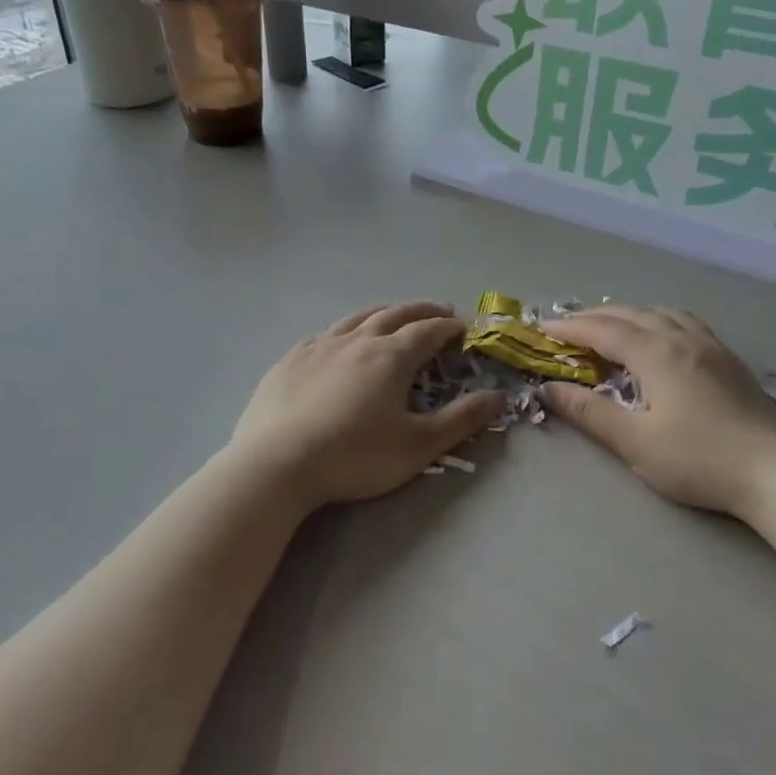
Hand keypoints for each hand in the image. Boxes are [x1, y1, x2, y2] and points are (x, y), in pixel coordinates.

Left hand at [229, 301, 505, 507]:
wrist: (277, 463)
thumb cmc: (355, 456)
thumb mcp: (418, 445)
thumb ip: (461, 420)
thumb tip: (498, 396)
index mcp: (391, 356)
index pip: (428, 331)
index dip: (449, 327)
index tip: (464, 328)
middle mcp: (357, 340)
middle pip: (395, 314)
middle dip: (422, 310)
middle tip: (440, 312)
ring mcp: (319, 346)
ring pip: (358, 317)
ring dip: (384, 313)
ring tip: (395, 315)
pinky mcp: (291, 359)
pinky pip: (326, 333)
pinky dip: (347, 329)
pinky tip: (342, 340)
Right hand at [540, 305, 775, 517]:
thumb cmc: (699, 459)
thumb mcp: (635, 441)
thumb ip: (589, 412)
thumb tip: (548, 389)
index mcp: (656, 353)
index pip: (602, 330)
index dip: (569, 327)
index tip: (541, 329)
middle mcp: (682, 337)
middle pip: (630, 314)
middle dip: (593, 317)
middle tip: (566, 329)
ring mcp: (710, 345)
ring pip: (660, 312)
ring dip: (627, 314)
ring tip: (609, 328)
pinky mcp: (729, 359)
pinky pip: (683, 322)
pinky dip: (656, 320)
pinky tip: (659, 338)